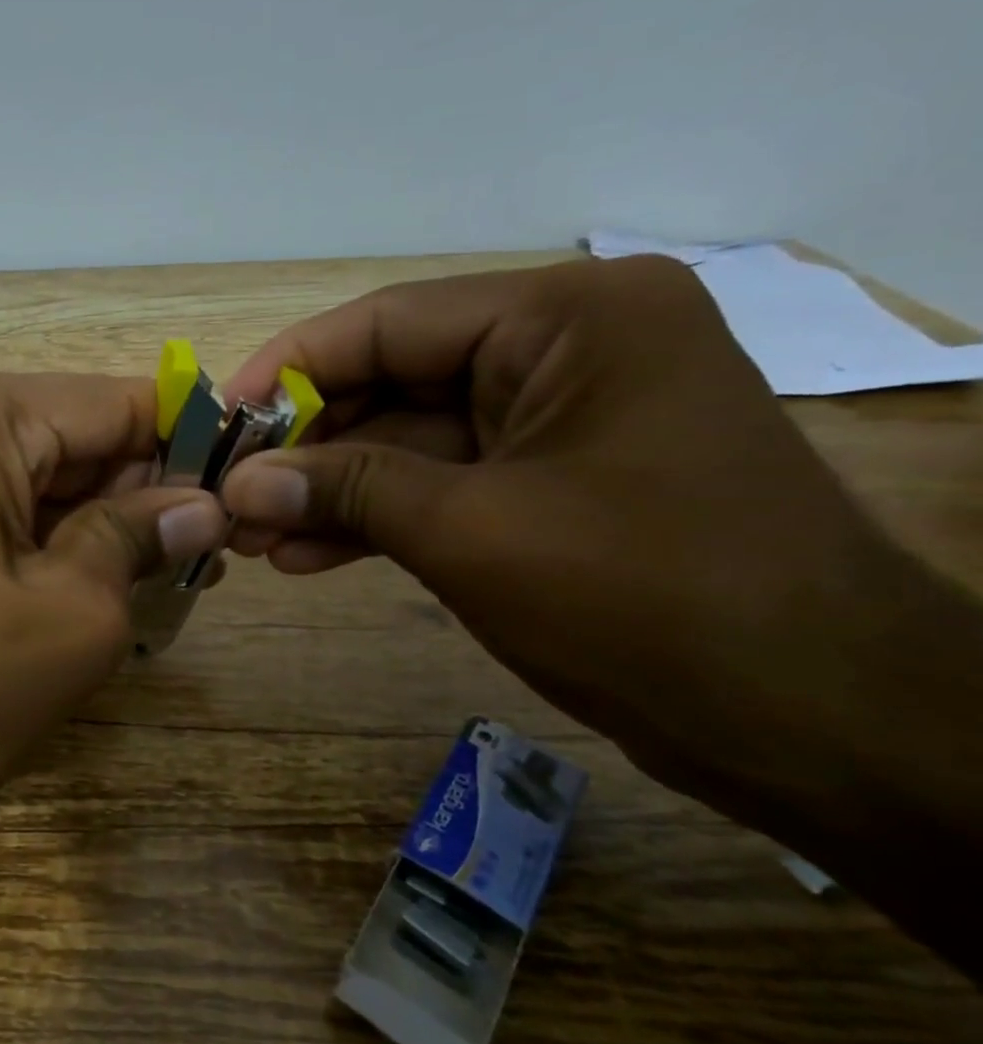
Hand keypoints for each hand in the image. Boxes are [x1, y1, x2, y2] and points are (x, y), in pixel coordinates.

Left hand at [0, 367, 225, 814]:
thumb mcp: (74, 609)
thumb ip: (141, 538)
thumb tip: (203, 507)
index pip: (113, 403)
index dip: (187, 441)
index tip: (246, 482)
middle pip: (73, 437)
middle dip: (144, 489)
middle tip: (217, 546)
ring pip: (39, 475)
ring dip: (102, 520)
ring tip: (172, 571)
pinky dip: (52, 537)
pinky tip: (101, 580)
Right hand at [217, 256, 967, 840]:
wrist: (822, 726)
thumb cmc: (649, 599)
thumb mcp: (472, 532)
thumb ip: (346, 491)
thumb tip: (239, 486)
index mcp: (569, 317)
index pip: (387, 322)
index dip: (289, 370)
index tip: (219, 421)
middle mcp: (566, 349)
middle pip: (392, 382)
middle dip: (307, 449)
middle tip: (230, 497)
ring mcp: (559, 420)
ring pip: (408, 441)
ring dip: (331, 492)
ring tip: (252, 541)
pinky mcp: (551, 483)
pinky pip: (441, 484)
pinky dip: (376, 519)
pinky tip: (306, 556)